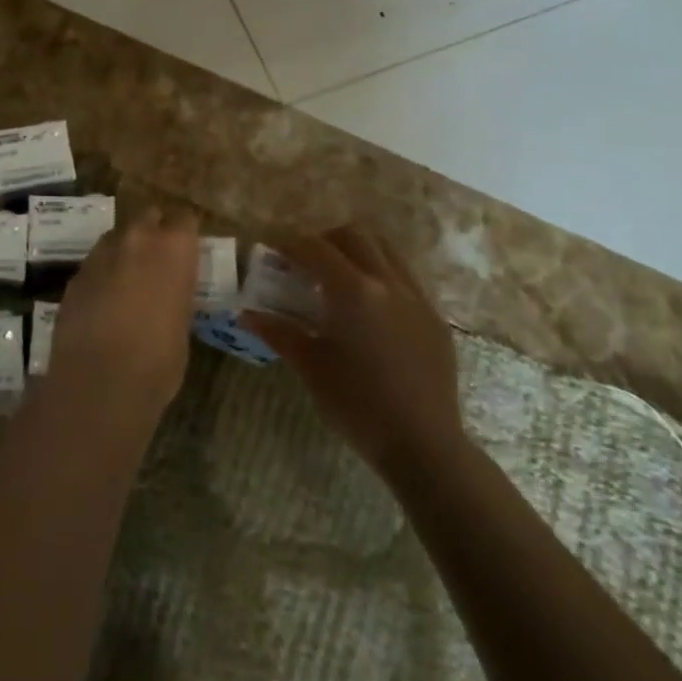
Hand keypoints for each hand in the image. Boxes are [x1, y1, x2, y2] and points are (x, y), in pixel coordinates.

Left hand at [44, 209, 200, 416]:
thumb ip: (175, 295)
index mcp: (174, 247)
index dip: (185, 234)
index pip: (185, 219)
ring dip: (124, 251)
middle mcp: (137, 238)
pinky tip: (103, 302)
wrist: (100, 382)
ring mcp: (101, 254)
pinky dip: (101, 275)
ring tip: (128, 281)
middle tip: (157, 261)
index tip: (187, 250)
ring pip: (116, 237)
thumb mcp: (182, 324)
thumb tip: (167, 296)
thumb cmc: (158, 360)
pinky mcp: (75, 275)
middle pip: (147, 216)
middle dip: (153, 232)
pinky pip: (94, 264)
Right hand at [245, 228, 465, 481]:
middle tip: (304, 260)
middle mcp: (387, 282)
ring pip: (384, 249)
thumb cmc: (357, 406)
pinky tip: (369, 305)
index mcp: (353, 291)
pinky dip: (380, 273)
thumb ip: (279, 332)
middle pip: (353, 235)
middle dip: (324, 238)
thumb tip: (247, 314)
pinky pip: (404, 276)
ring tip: (337, 275)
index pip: (315, 247)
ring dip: (356, 250)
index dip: (289, 243)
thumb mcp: (311, 367)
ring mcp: (416, 297)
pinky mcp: (434, 316)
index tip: (271, 249)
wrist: (424, 445)